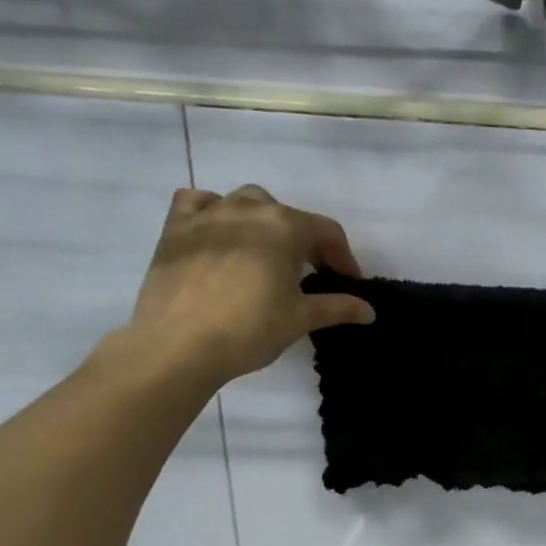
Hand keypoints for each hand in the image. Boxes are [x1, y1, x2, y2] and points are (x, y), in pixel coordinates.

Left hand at [123, 185, 374, 389]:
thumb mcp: (301, 318)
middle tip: (310, 275)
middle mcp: (249, 208)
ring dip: (264, 223)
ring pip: (246, 202)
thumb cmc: (250, 328)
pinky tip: (219, 234)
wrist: (178, 343)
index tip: (348, 283)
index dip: (343, 258)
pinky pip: (199, 202)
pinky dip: (214, 211)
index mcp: (286, 226)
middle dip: (305, 242)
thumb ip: (338, 307)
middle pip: (288, 216)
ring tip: (266, 254)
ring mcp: (209, 213)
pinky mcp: (176, 226)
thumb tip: (369, 311)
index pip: (328, 232)